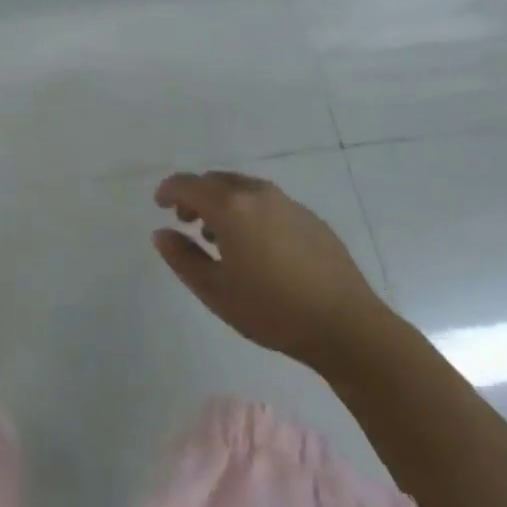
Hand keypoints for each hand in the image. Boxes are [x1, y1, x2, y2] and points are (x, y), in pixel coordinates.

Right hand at [153, 170, 386, 362]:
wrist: (346, 325)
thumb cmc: (272, 310)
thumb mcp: (215, 291)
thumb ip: (182, 258)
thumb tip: (162, 233)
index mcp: (231, 207)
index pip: (188, 184)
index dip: (168, 190)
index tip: (159, 205)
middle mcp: (258, 194)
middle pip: (216, 181)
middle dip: (196, 196)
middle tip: (187, 222)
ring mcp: (288, 203)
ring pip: (244, 189)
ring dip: (224, 203)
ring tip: (221, 238)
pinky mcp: (311, 218)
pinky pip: (268, 203)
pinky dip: (251, 212)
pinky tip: (258, 247)